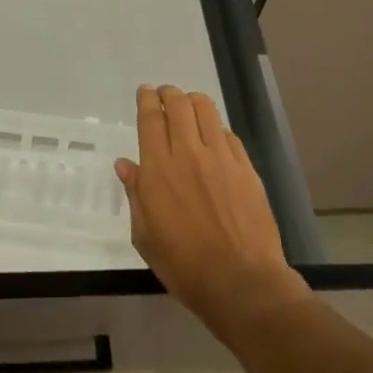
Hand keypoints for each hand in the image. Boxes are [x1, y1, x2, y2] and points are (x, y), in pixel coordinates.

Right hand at [116, 85, 306, 329]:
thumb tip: (125, 165)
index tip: (145, 92)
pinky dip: (216, 128)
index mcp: (158, 169)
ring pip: (207, 111)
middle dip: (169, 93)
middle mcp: (189, 154)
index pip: (151, 119)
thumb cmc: (183, 265)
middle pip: (179, 105)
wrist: (240, 281)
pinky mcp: (246, 168)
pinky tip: (213, 136)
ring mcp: (221, 158)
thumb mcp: (145, 235)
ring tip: (189, 106)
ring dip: (193, 101)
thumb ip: (135, 194)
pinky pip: (228, 134)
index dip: (147, 100)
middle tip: (164, 94)